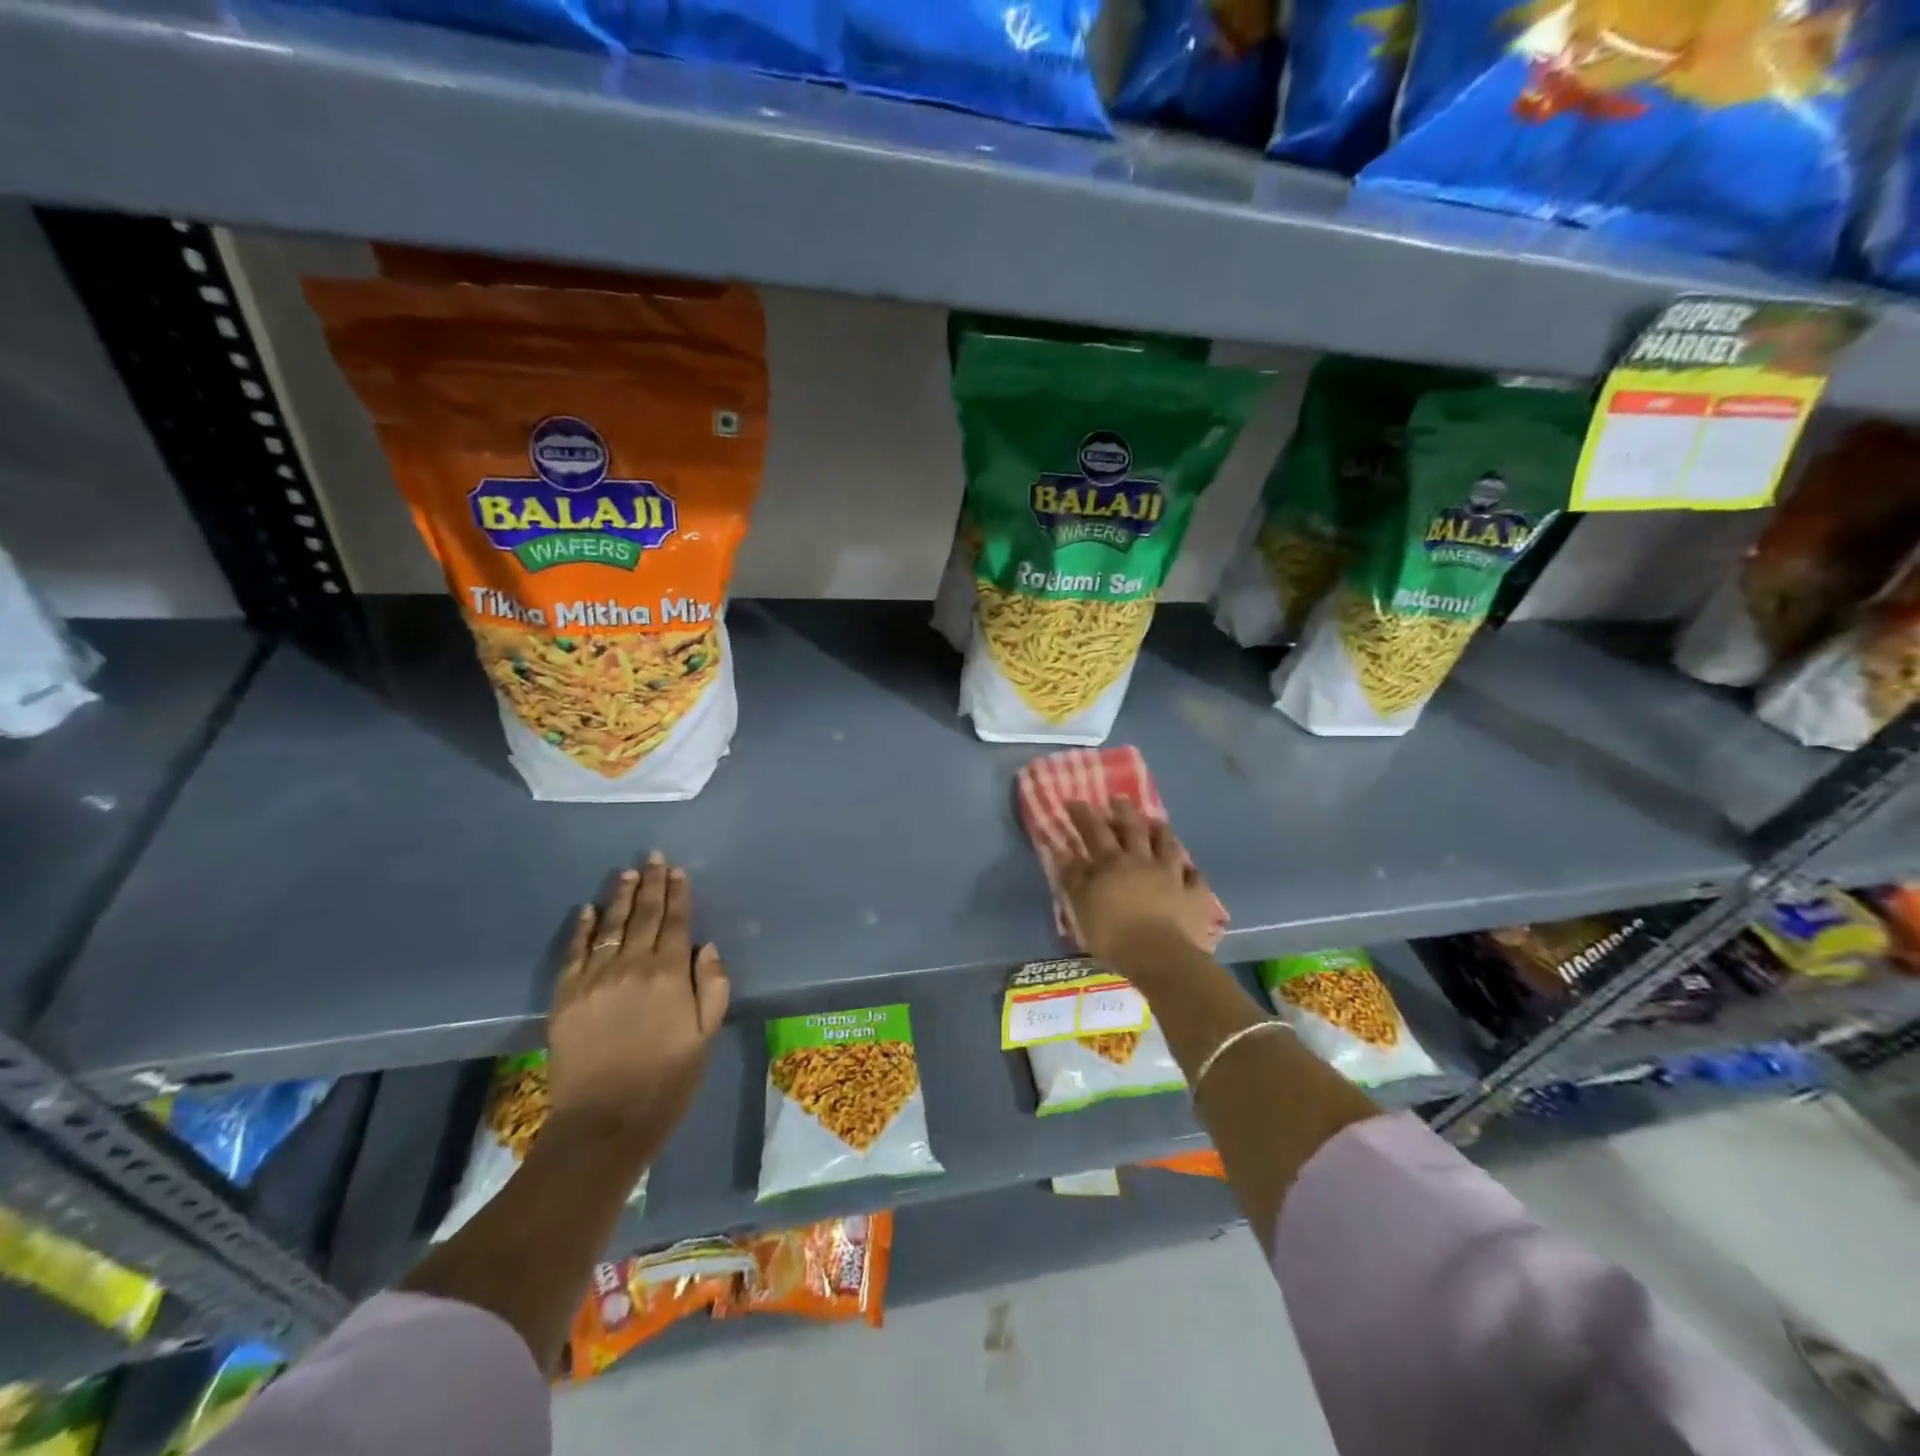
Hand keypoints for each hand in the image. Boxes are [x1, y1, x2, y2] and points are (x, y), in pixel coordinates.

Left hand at [547, 852, 729, 1148]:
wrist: (604, 1123)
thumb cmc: (667, 1081)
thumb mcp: (706, 1036)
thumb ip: (713, 987)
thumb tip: (706, 948)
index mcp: (670, 975)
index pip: (676, 923)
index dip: (678, 894)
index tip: (678, 870)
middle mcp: (633, 966)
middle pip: (645, 916)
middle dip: (652, 884)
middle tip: (653, 857)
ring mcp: (595, 979)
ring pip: (611, 927)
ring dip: (621, 897)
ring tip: (627, 874)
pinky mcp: (566, 996)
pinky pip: (574, 952)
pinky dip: (581, 928)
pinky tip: (587, 910)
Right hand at [1059, 799, 1219, 970]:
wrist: (1160, 957)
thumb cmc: (1113, 933)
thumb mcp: (1082, 906)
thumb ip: (1073, 877)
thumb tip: (1062, 850)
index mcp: (1113, 864)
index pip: (1095, 832)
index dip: (1084, 815)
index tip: (1075, 801)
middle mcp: (1143, 862)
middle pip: (1133, 830)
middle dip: (1124, 812)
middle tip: (1119, 798)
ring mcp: (1172, 876)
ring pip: (1167, 846)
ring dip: (1161, 831)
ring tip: (1157, 820)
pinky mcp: (1194, 895)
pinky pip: (1195, 878)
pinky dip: (1191, 871)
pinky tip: (1190, 868)